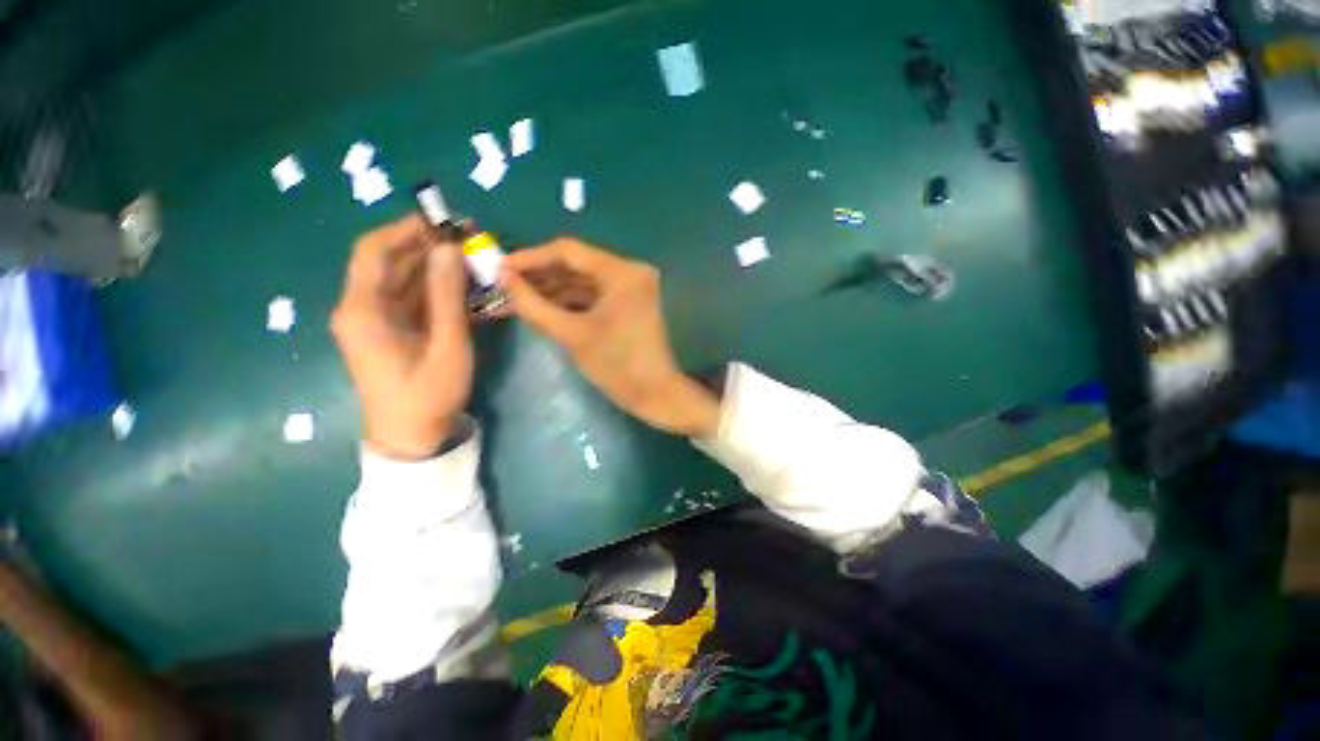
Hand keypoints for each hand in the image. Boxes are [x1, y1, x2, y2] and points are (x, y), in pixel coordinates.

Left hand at [331, 215, 472, 459]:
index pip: (374, 251)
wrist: (412, 437)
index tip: (442, 220)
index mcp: (363, 310)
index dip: (405, 229)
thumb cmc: (428, 394)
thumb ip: (447, 296)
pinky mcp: (391, 332)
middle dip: (426, 245)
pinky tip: (463, 285)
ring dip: (434, 266)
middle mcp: (362, 308)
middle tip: (466, 237)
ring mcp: (376, 321)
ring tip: (471, 257)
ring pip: (403, 280)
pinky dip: (436, 289)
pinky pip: (412, 300)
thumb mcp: (446, 345)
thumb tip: (449, 248)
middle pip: (389, 263)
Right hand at [501, 238, 719, 437]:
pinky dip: (569, 302)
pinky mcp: (628, 303)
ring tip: (514, 300)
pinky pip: (593, 295)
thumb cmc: (617, 364)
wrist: (655, 393)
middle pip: (576, 265)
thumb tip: (502, 278)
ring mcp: (631, 288)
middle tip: (502, 286)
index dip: (530, 258)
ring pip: (582, 281)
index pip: (568, 252)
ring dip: (551, 291)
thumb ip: (534, 305)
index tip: (498, 268)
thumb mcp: (572, 334)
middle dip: (539, 277)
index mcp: (622, 272)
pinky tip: (541, 309)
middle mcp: (629, 271)